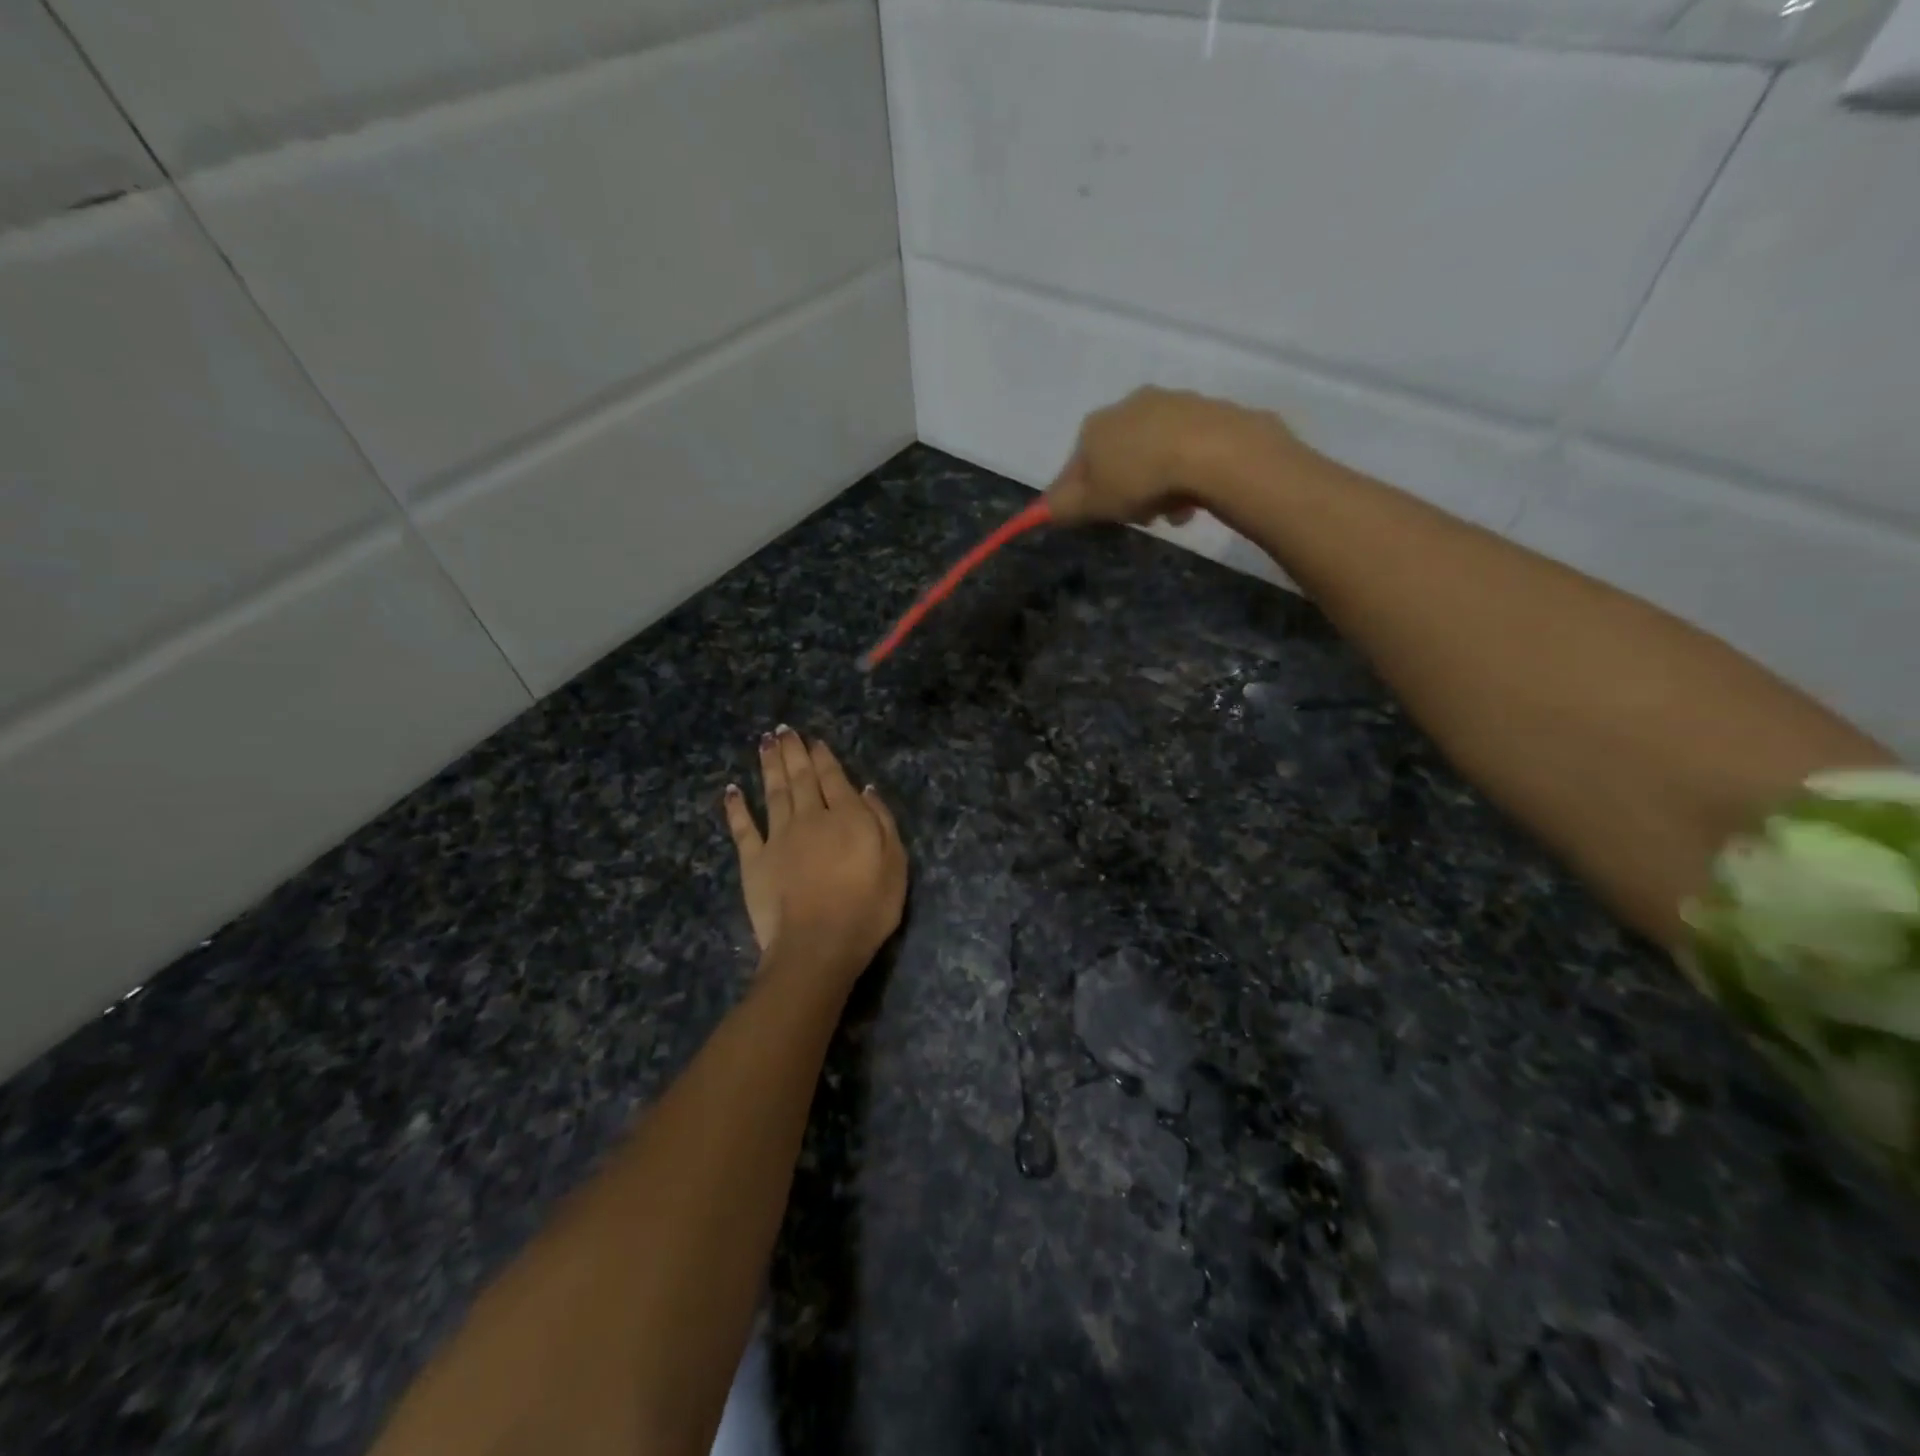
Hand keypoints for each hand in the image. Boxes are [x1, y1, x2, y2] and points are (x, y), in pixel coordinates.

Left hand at [723, 727, 906, 977]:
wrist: (817, 944)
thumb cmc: (867, 908)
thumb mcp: (895, 864)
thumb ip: (882, 822)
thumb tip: (865, 790)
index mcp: (846, 817)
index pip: (833, 778)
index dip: (823, 757)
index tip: (814, 741)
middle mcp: (810, 817)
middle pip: (800, 778)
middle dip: (792, 751)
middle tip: (783, 729)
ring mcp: (778, 837)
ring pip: (773, 792)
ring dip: (769, 766)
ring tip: (765, 742)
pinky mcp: (754, 860)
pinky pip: (743, 827)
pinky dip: (736, 807)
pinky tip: (732, 790)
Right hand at [1045, 387, 1303, 525]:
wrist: (1213, 451)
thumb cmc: (1140, 479)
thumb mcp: (1091, 503)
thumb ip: (1062, 508)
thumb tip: (1041, 510)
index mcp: (1095, 426)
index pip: (1076, 466)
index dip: (1083, 496)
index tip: (1100, 517)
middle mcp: (1128, 405)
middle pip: (1117, 459)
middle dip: (1126, 489)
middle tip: (1141, 516)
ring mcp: (1170, 403)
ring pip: (1153, 454)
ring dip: (1158, 485)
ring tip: (1172, 511)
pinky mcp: (1206, 411)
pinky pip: (1186, 449)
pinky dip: (1186, 472)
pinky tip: (1195, 495)